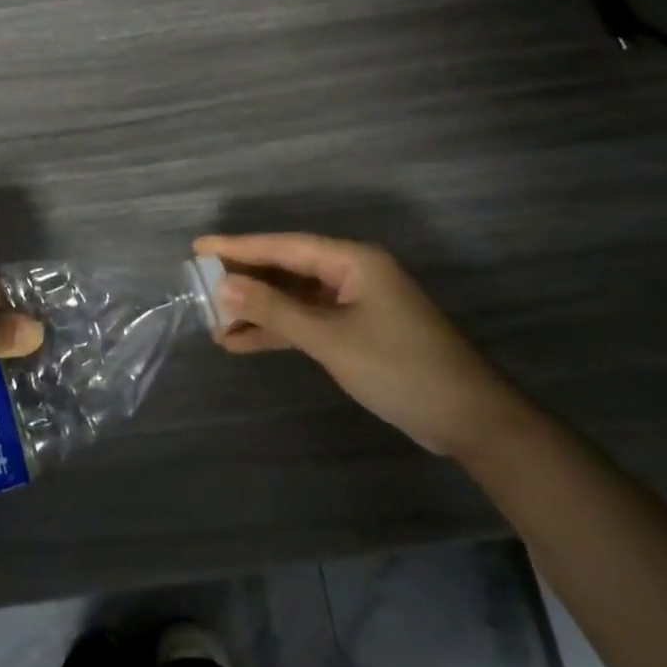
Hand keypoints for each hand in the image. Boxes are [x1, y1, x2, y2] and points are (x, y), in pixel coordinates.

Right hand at [194, 233, 521, 455]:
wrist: (468, 420)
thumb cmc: (399, 367)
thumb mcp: (330, 338)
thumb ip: (275, 310)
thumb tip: (224, 286)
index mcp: (351, 260)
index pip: (283, 246)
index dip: (238, 246)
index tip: (199, 248)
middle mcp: (350, 273)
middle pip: (286, 268)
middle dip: (244, 280)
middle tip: (198, 286)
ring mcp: (354, 303)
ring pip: (294, 297)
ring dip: (257, 310)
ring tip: (214, 322)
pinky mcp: (356, 331)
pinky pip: (307, 321)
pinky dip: (278, 331)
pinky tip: (243, 342)